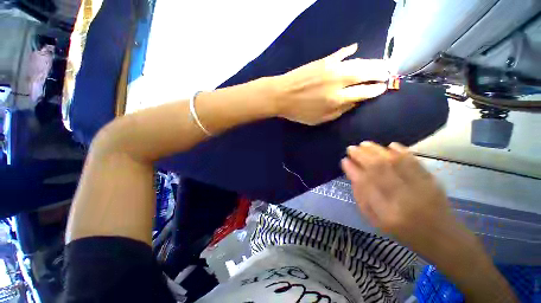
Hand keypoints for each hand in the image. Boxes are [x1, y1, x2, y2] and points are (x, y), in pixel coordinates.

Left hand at [274, 44, 387, 124]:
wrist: (281, 95)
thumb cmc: (299, 111)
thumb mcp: (319, 119)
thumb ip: (339, 112)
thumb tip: (355, 103)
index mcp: (337, 100)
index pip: (364, 93)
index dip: (375, 90)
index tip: (383, 88)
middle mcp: (338, 82)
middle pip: (365, 75)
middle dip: (380, 73)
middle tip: (389, 72)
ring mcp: (331, 69)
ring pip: (357, 63)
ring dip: (372, 62)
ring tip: (381, 63)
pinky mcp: (323, 61)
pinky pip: (340, 54)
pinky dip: (348, 51)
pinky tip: (355, 48)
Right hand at [341, 141, 457, 252]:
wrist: (441, 237)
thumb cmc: (402, 231)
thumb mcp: (375, 220)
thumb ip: (362, 197)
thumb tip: (352, 174)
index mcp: (387, 214)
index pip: (366, 186)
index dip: (353, 170)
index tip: (344, 160)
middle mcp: (403, 199)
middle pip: (380, 170)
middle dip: (362, 156)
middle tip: (351, 148)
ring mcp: (420, 189)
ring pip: (395, 162)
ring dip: (377, 150)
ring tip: (364, 144)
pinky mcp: (433, 182)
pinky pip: (415, 162)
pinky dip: (401, 151)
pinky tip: (390, 145)